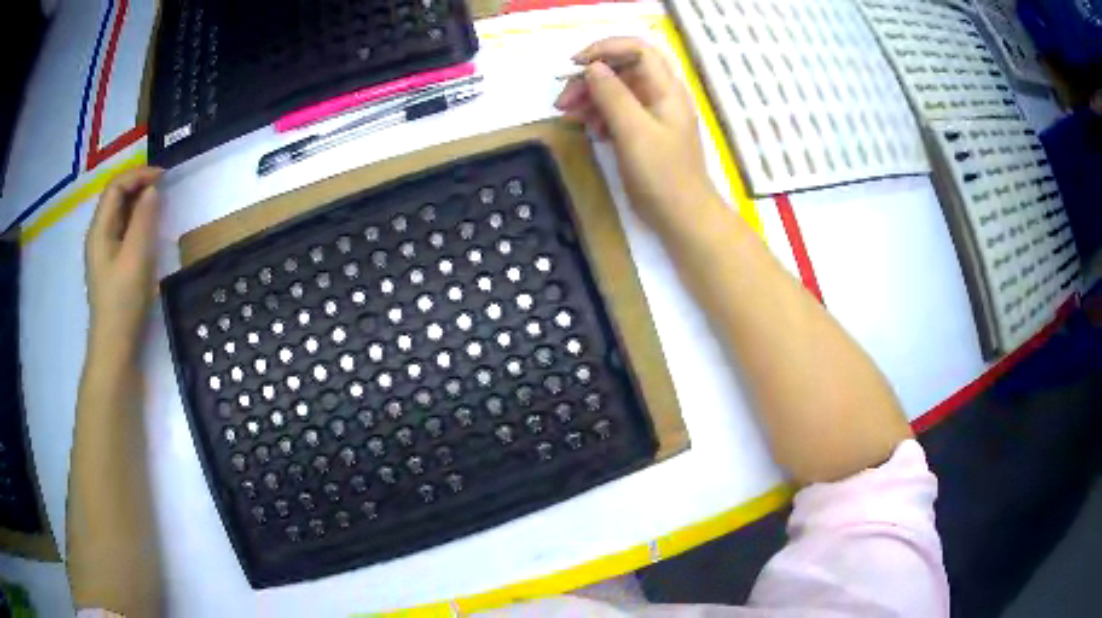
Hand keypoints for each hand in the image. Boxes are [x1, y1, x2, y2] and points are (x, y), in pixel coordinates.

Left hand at [85, 167, 162, 349]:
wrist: (115, 348)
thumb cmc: (123, 302)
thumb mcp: (136, 257)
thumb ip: (144, 219)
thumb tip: (153, 189)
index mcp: (99, 229)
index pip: (116, 186)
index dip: (138, 174)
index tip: (163, 177)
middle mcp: (98, 235)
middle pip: (116, 197)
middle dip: (139, 185)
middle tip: (164, 188)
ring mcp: (104, 251)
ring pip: (120, 213)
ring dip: (138, 202)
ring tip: (159, 204)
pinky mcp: (111, 265)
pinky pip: (123, 231)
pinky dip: (137, 221)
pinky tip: (149, 230)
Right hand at [554, 37, 717, 229]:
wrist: (681, 216)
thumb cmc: (662, 174)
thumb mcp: (634, 131)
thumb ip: (613, 95)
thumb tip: (592, 67)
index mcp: (665, 89)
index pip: (637, 50)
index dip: (605, 49)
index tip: (576, 65)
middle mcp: (659, 95)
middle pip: (621, 70)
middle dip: (590, 79)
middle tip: (562, 100)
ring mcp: (651, 114)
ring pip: (615, 91)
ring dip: (589, 98)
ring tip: (569, 116)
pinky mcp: (642, 133)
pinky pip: (617, 112)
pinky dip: (599, 116)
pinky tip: (591, 131)